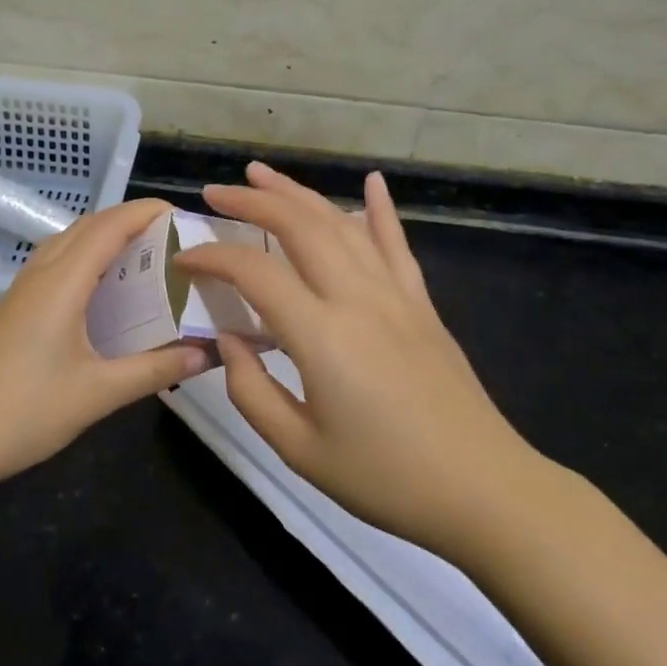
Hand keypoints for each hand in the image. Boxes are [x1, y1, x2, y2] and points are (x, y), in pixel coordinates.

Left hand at [0, 199, 210, 490]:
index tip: (185, 216)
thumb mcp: (98, 394)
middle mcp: (42, 274)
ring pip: (69, 243)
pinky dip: (88, 261)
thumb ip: (155, 370)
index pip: (110, 227)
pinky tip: (105, 293)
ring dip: (106, 238)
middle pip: (88, 226)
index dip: (146, 212)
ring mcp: (23, 291)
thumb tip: (206, 354)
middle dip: (131, 221)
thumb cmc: (23, 412)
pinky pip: (57, 265)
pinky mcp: (15, 310)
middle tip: (174, 239)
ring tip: (146, 258)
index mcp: (63, 282)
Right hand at [174, 162, 546, 556]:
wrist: (483, 490)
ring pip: (341, 223)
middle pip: (299, 226)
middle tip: (214, 194)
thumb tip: (228, 340)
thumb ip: (250, 390)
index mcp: (322, 334)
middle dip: (252, 202)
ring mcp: (396, 295)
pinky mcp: (422, 304)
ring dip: (299, 193)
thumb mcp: (299, 449)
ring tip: (263, 176)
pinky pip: (396, 244)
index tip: (184, 260)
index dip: (212, 257)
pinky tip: (371, 181)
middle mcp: (357, 297)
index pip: (255, 271)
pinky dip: (380, 209)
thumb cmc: (385, 478)